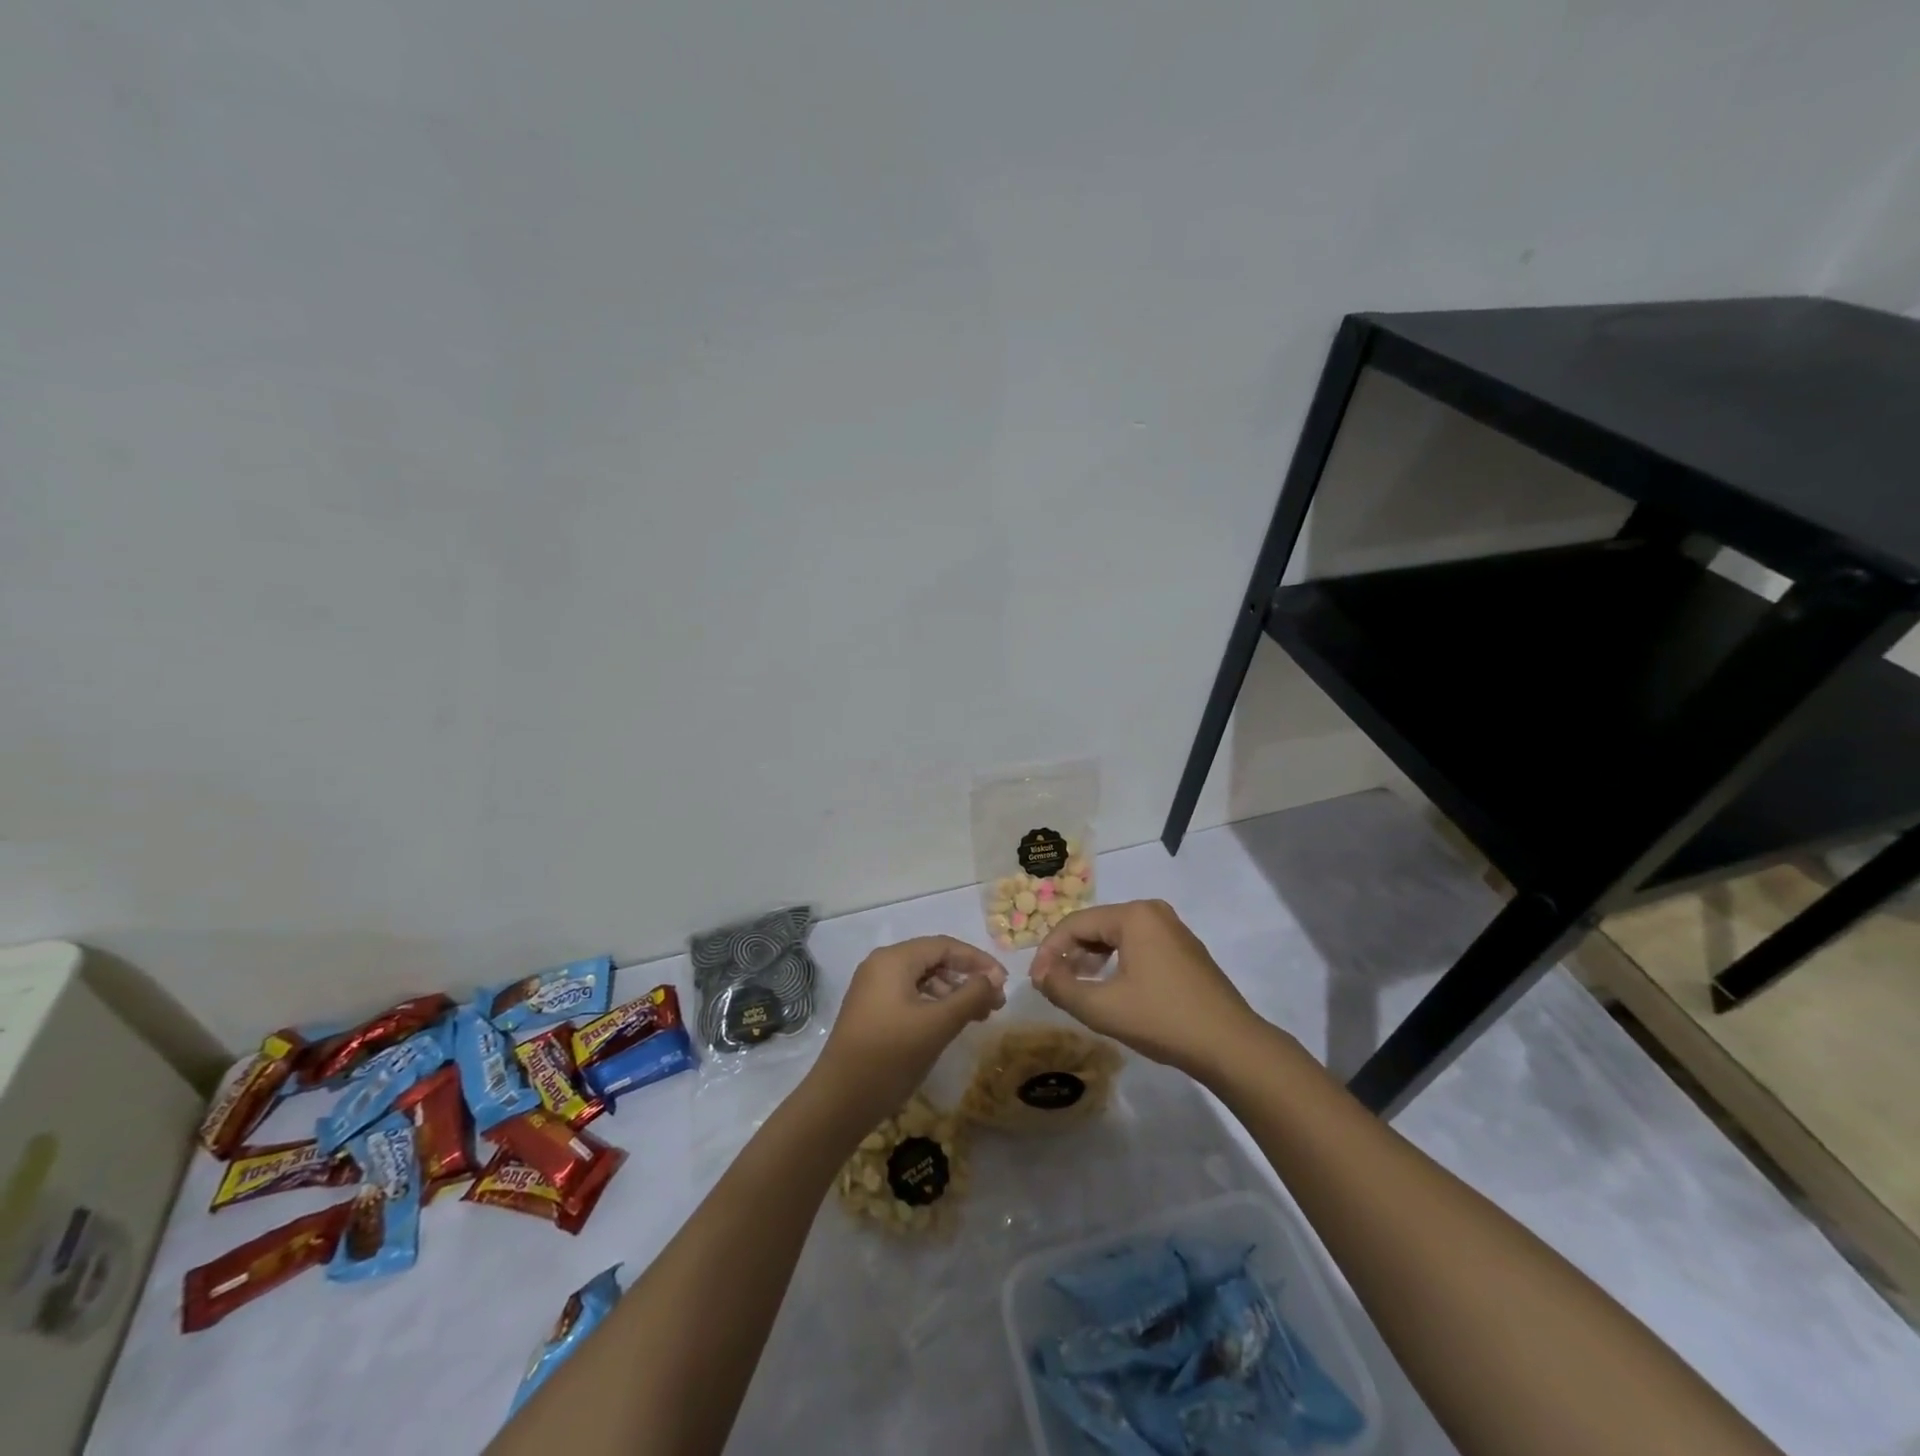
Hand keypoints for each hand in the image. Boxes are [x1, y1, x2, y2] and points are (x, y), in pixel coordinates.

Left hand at [810, 937, 1005, 1126]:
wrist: (839, 1101)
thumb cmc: (891, 1056)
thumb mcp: (937, 1024)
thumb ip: (970, 996)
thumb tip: (994, 978)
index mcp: (894, 959)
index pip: (944, 946)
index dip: (978, 960)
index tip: (1004, 982)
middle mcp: (881, 965)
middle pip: (933, 960)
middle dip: (967, 978)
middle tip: (995, 1003)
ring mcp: (873, 989)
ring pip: (923, 979)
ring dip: (953, 993)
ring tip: (979, 1016)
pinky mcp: (871, 1011)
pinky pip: (910, 995)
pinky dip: (934, 1005)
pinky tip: (950, 1024)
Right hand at [1030, 900, 1264, 1079]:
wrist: (1231, 1046)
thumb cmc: (1163, 1020)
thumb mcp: (1103, 1008)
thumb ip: (1062, 988)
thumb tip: (1040, 974)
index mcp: (1133, 915)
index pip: (1075, 923)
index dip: (1049, 951)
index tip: (1035, 982)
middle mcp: (1153, 912)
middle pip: (1096, 926)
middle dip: (1070, 954)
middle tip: (1053, 984)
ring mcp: (1173, 929)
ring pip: (1117, 936)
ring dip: (1092, 959)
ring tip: (1077, 987)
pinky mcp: (1185, 949)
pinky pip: (1138, 946)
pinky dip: (1117, 962)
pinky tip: (1111, 988)